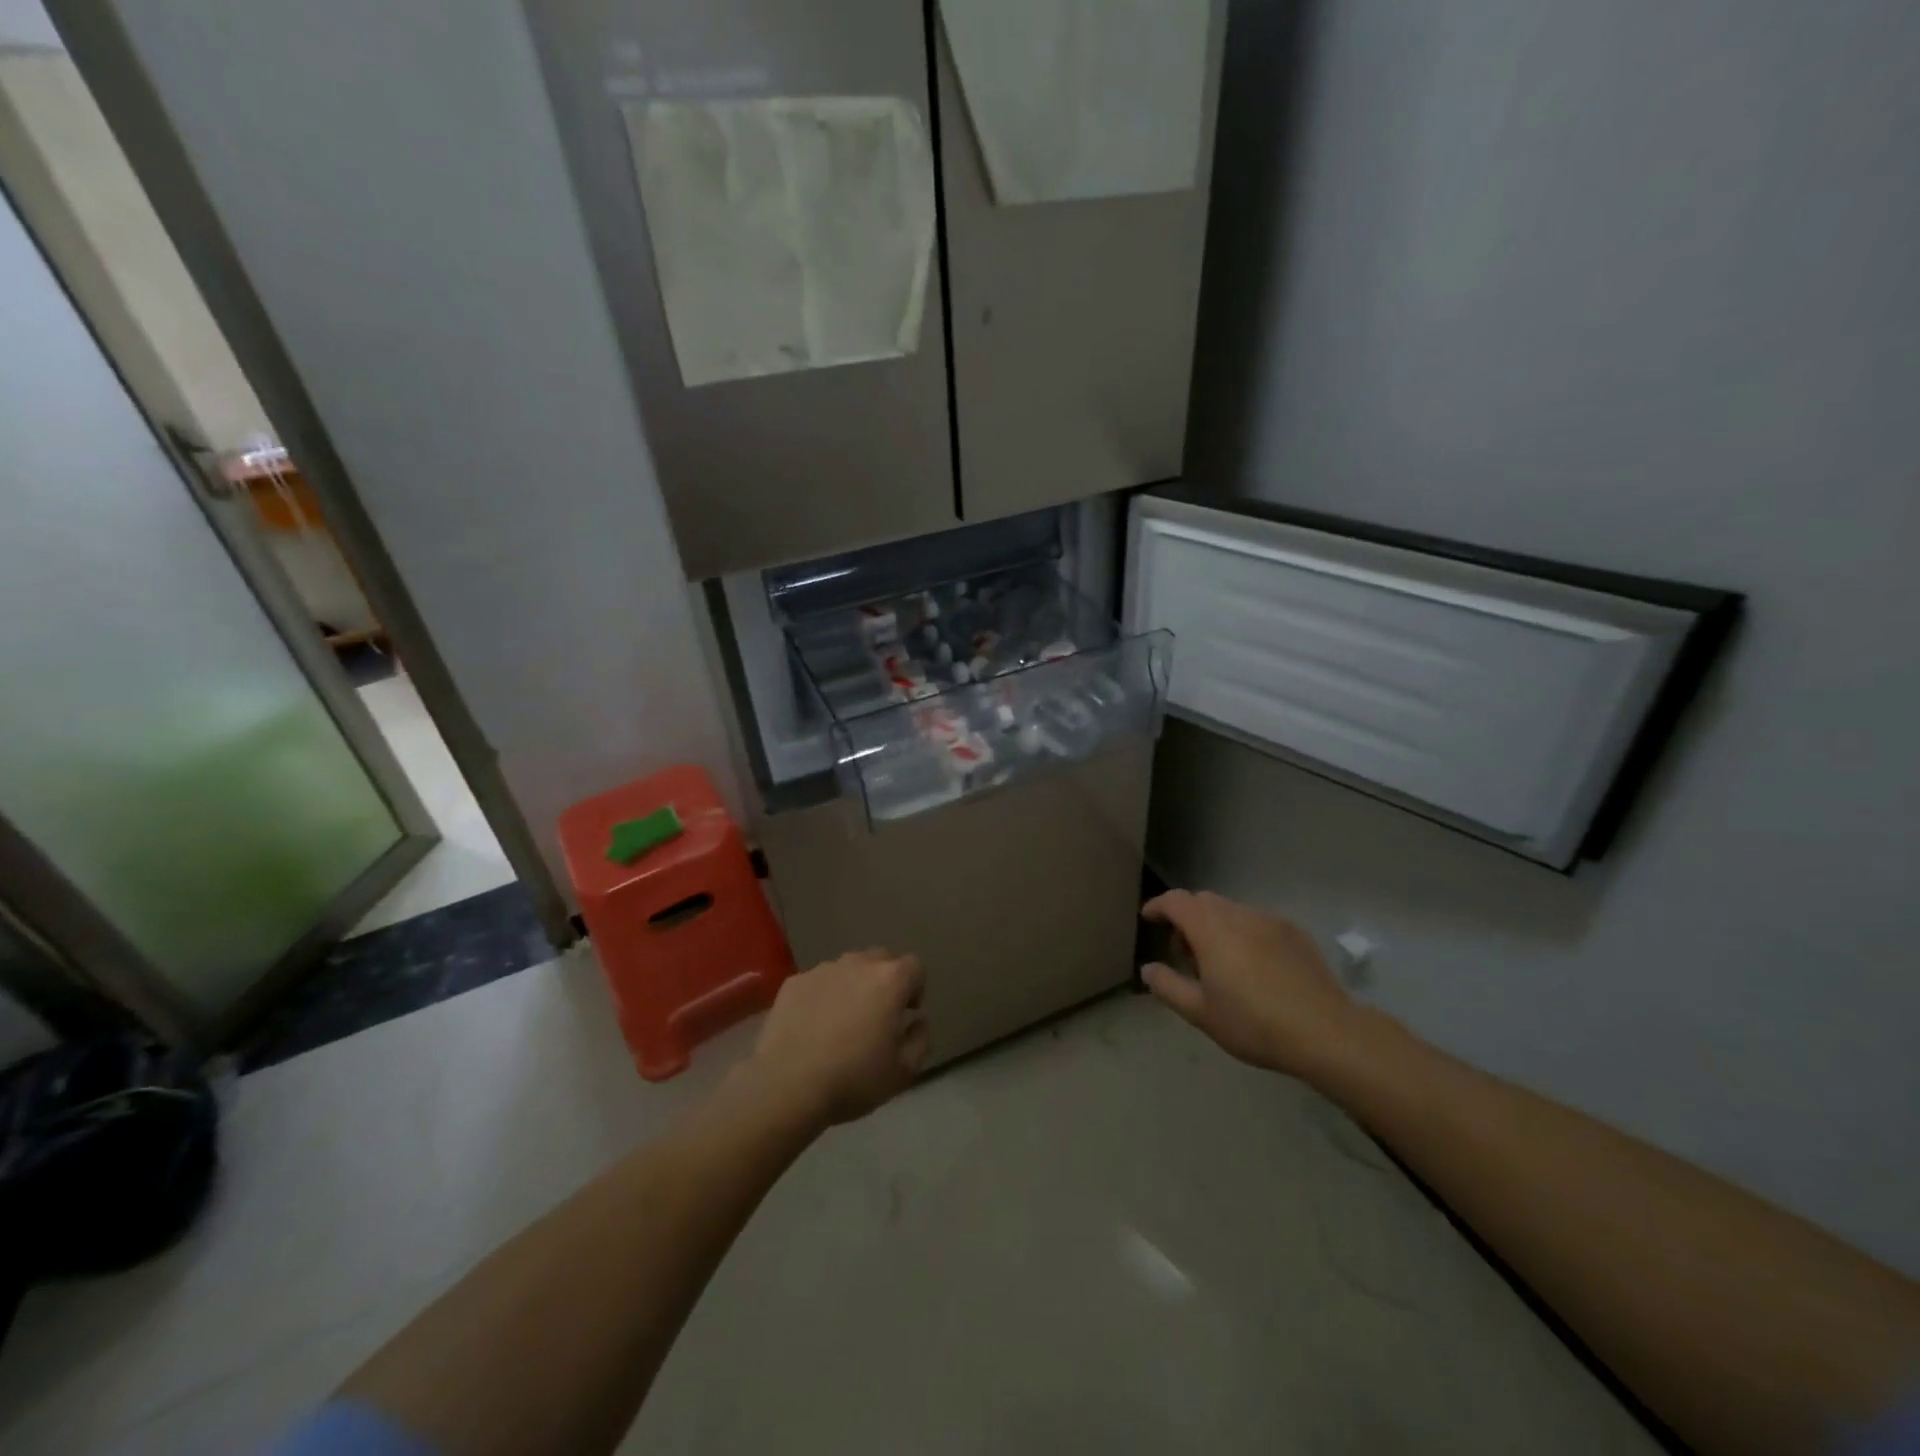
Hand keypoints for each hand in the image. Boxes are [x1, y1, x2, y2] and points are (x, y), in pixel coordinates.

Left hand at [750, 949, 928, 1127]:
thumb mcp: (903, 1072)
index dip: (915, 988)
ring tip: (842, 1021)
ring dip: (852, 986)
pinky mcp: (794, 982)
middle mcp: (858, 964)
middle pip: (881, 959)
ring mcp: (822, 970)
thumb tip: (918, 1022)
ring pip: (847, 968)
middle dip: (885, 981)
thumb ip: (920, 1040)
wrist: (787, 1085)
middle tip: (877, 1014)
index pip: (915, 966)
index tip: (906, 1013)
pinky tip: (812, 1027)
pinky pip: (818, 982)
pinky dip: (822, 996)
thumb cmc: (853, 1079)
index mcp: (890, 980)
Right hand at [1140, 890, 1366, 1080]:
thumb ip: (1168, 986)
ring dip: (1216, 925)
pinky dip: (1242, 932)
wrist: (1325, 1032)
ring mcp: (1269, 920)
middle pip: (1203, 901)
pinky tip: (1253, 965)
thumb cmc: (1253, 1023)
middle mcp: (1238, 914)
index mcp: (1210, 929)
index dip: (1158, 906)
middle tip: (1186, 954)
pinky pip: (1256, 921)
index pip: (1176, 901)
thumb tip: (1148, 969)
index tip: (1149, 918)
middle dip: (1187, 918)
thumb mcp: (1200, 1013)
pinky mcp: (1294, 932)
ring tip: (1220, 963)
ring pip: (1231, 910)